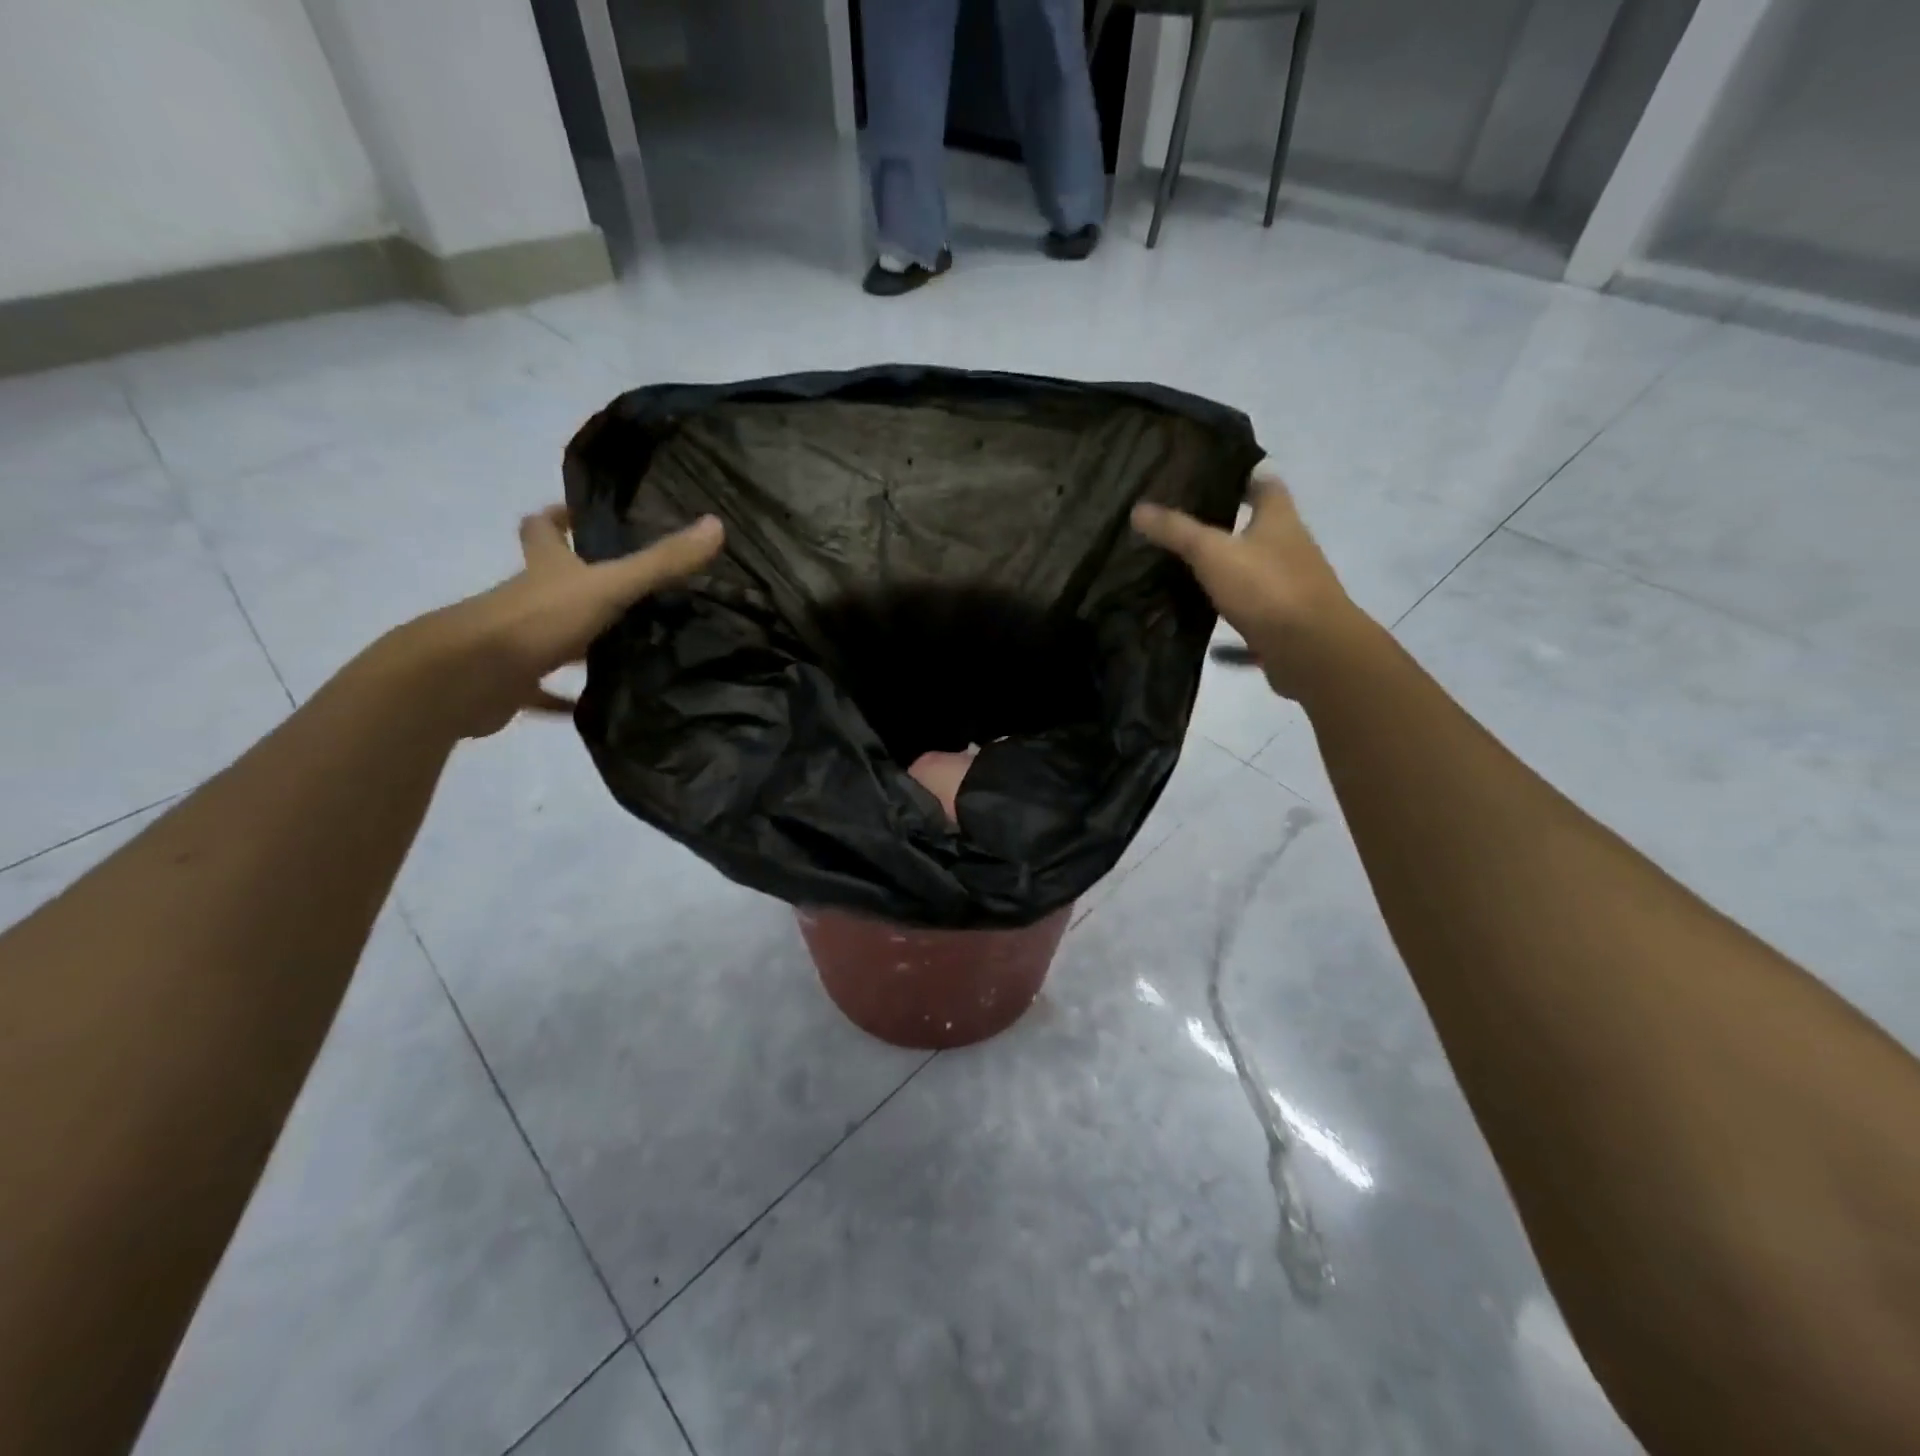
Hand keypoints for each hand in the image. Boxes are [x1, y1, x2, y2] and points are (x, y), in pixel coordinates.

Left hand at [397, 506, 724, 737]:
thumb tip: (716, 525)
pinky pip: (544, 692)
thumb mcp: (609, 587)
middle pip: (548, 581)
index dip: (559, 518)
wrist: (466, 678)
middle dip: (578, 582)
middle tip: (627, 589)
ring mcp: (516, 642)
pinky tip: (593, 707)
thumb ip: (661, 563)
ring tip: (627, 649)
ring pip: (550, 635)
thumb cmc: (537, 621)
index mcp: (545, 569)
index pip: (544, 530)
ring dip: (578, 641)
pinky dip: (564, 698)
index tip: (582, 516)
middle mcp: (526, 599)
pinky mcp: (513, 684)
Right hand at [1132, 469, 1359, 700]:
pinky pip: (1253, 613)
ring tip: (1189, 571)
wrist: (1312, 650)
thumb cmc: (1266, 587)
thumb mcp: (1213, 553)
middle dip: (1229, 524)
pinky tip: (1209, 632)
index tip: (1211, 475)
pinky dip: (1232, 618)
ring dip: (1229, 570)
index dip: (1242, 475)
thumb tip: (1138, 509)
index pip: (1265, 483)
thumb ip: (1177, 531)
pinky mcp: (1284, 621)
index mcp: (1280, 519)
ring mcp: (1290, 586)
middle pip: (1260, 527)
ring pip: (1255, 571)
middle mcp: (1290, 547)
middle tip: (1186, 524)